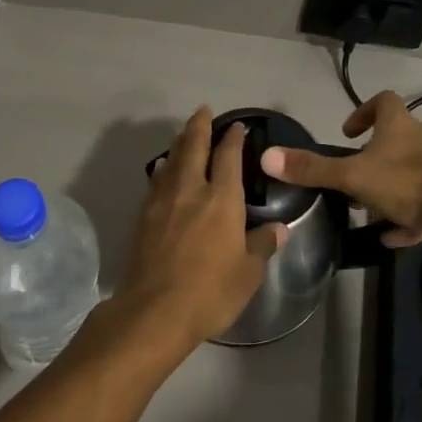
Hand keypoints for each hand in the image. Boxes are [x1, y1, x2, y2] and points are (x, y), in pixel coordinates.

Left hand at [99, 107, 285, 363]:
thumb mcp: (248, 273)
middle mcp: (191, 190)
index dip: (233, 138)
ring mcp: (162, 201)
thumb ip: (262, 245)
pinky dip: (163, 168)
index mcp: (222, 199)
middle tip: (203, 110)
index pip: (229, 157)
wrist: (154, 310)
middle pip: (194, 147)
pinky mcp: (143, 216)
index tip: (237, 126)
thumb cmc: (210, 292)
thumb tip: (278, 229)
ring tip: (185, 134)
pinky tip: (162, 169)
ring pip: (172, 160)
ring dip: (180, 143)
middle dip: (200, 126)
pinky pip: (156, 180)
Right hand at [262, 92, 421, 248]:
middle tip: (354, 173)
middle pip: (397, 137)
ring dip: (390, 186)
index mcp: (399, 125)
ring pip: (411, 170)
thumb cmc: (406, 183)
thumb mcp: (352, 176)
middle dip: (375, 154)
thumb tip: (267, 157)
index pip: (383, 101)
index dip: (363, 111)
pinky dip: (408, 215)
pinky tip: (393, 236)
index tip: (347, 132)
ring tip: (370, 208)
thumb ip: (312, 169)